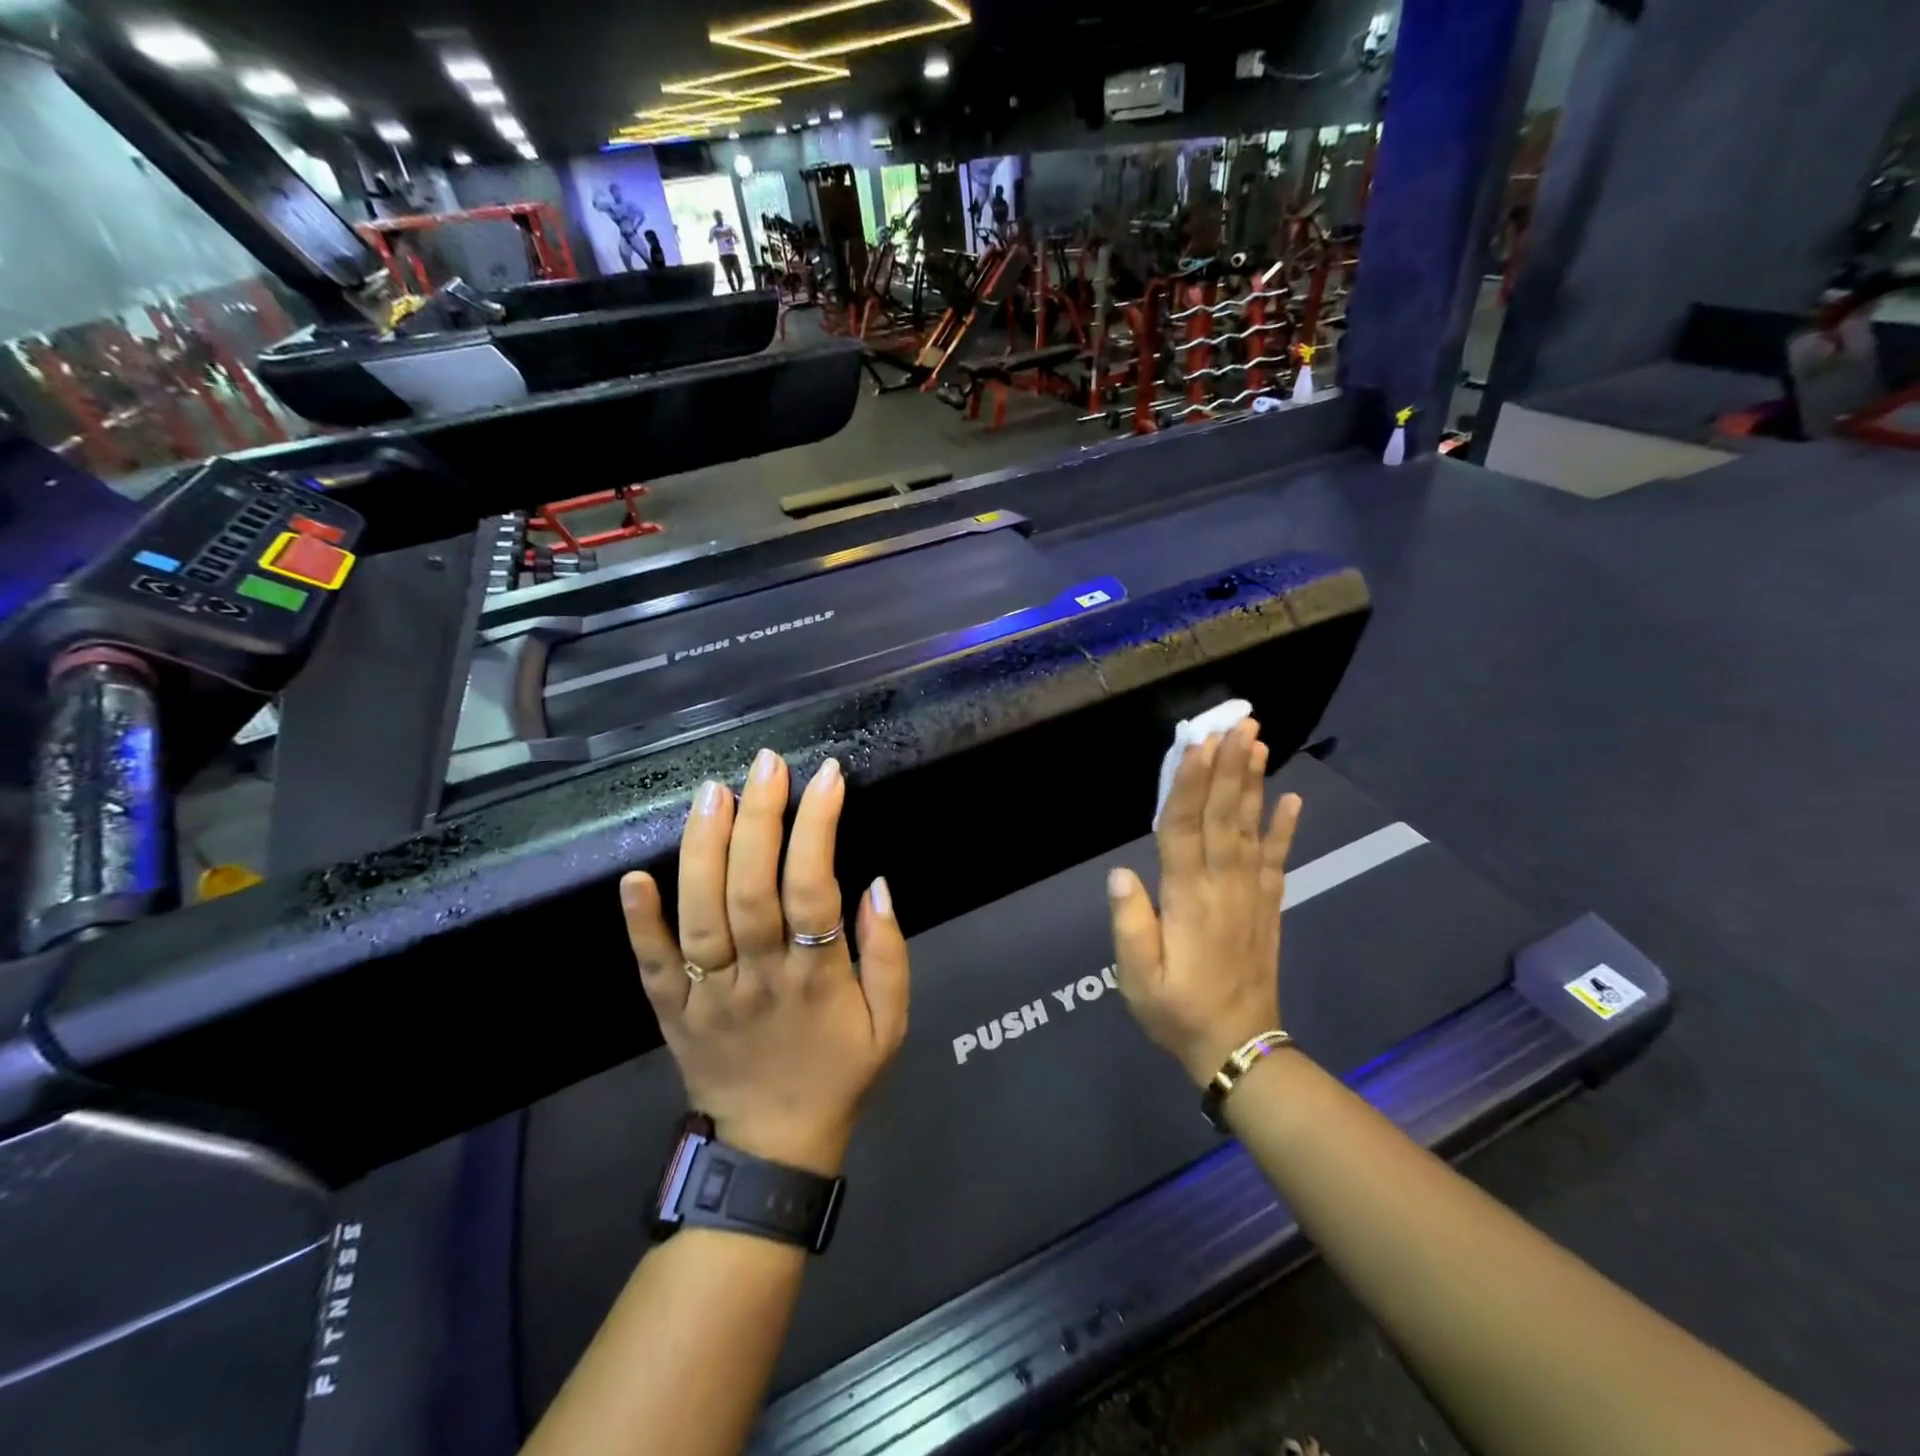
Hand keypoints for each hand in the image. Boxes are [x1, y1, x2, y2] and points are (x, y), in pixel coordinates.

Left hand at [619, 750, 910, 1175]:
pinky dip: (639, 921)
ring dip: (703, 850)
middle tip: (766, 762)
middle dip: (759, 819)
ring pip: (699, 915)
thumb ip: (889, 954)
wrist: (771, 1147)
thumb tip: (878, 884)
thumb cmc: (838, 1073)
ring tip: (713, 791)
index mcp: (816, 979)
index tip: (827, 776)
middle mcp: (758, 978)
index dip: (819, 827)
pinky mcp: (671, 1010)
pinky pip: (651, 964)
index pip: (814, 888)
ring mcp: (707, 994)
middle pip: (751, 890)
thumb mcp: (892, 1024)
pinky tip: (633, 875)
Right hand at [1106, 719, 1301, 1086]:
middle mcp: (1223, 886)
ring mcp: (1252, 895)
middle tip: (1239, 724)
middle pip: (1225, 816)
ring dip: (1254, 784)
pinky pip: (1279, 861)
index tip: (1197, 744)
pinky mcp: (1268, 907)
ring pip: (1252, 829)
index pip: (1186, 829)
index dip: (1190, 784)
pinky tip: (1293, 798)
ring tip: (1259, 744)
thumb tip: (1121, 873)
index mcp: (1187, 899)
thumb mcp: (1137, 978)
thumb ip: (1130, 924)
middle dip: (1229, 767)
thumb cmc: (1176, 1011)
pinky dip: (1287, 828)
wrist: (1238, 1049)